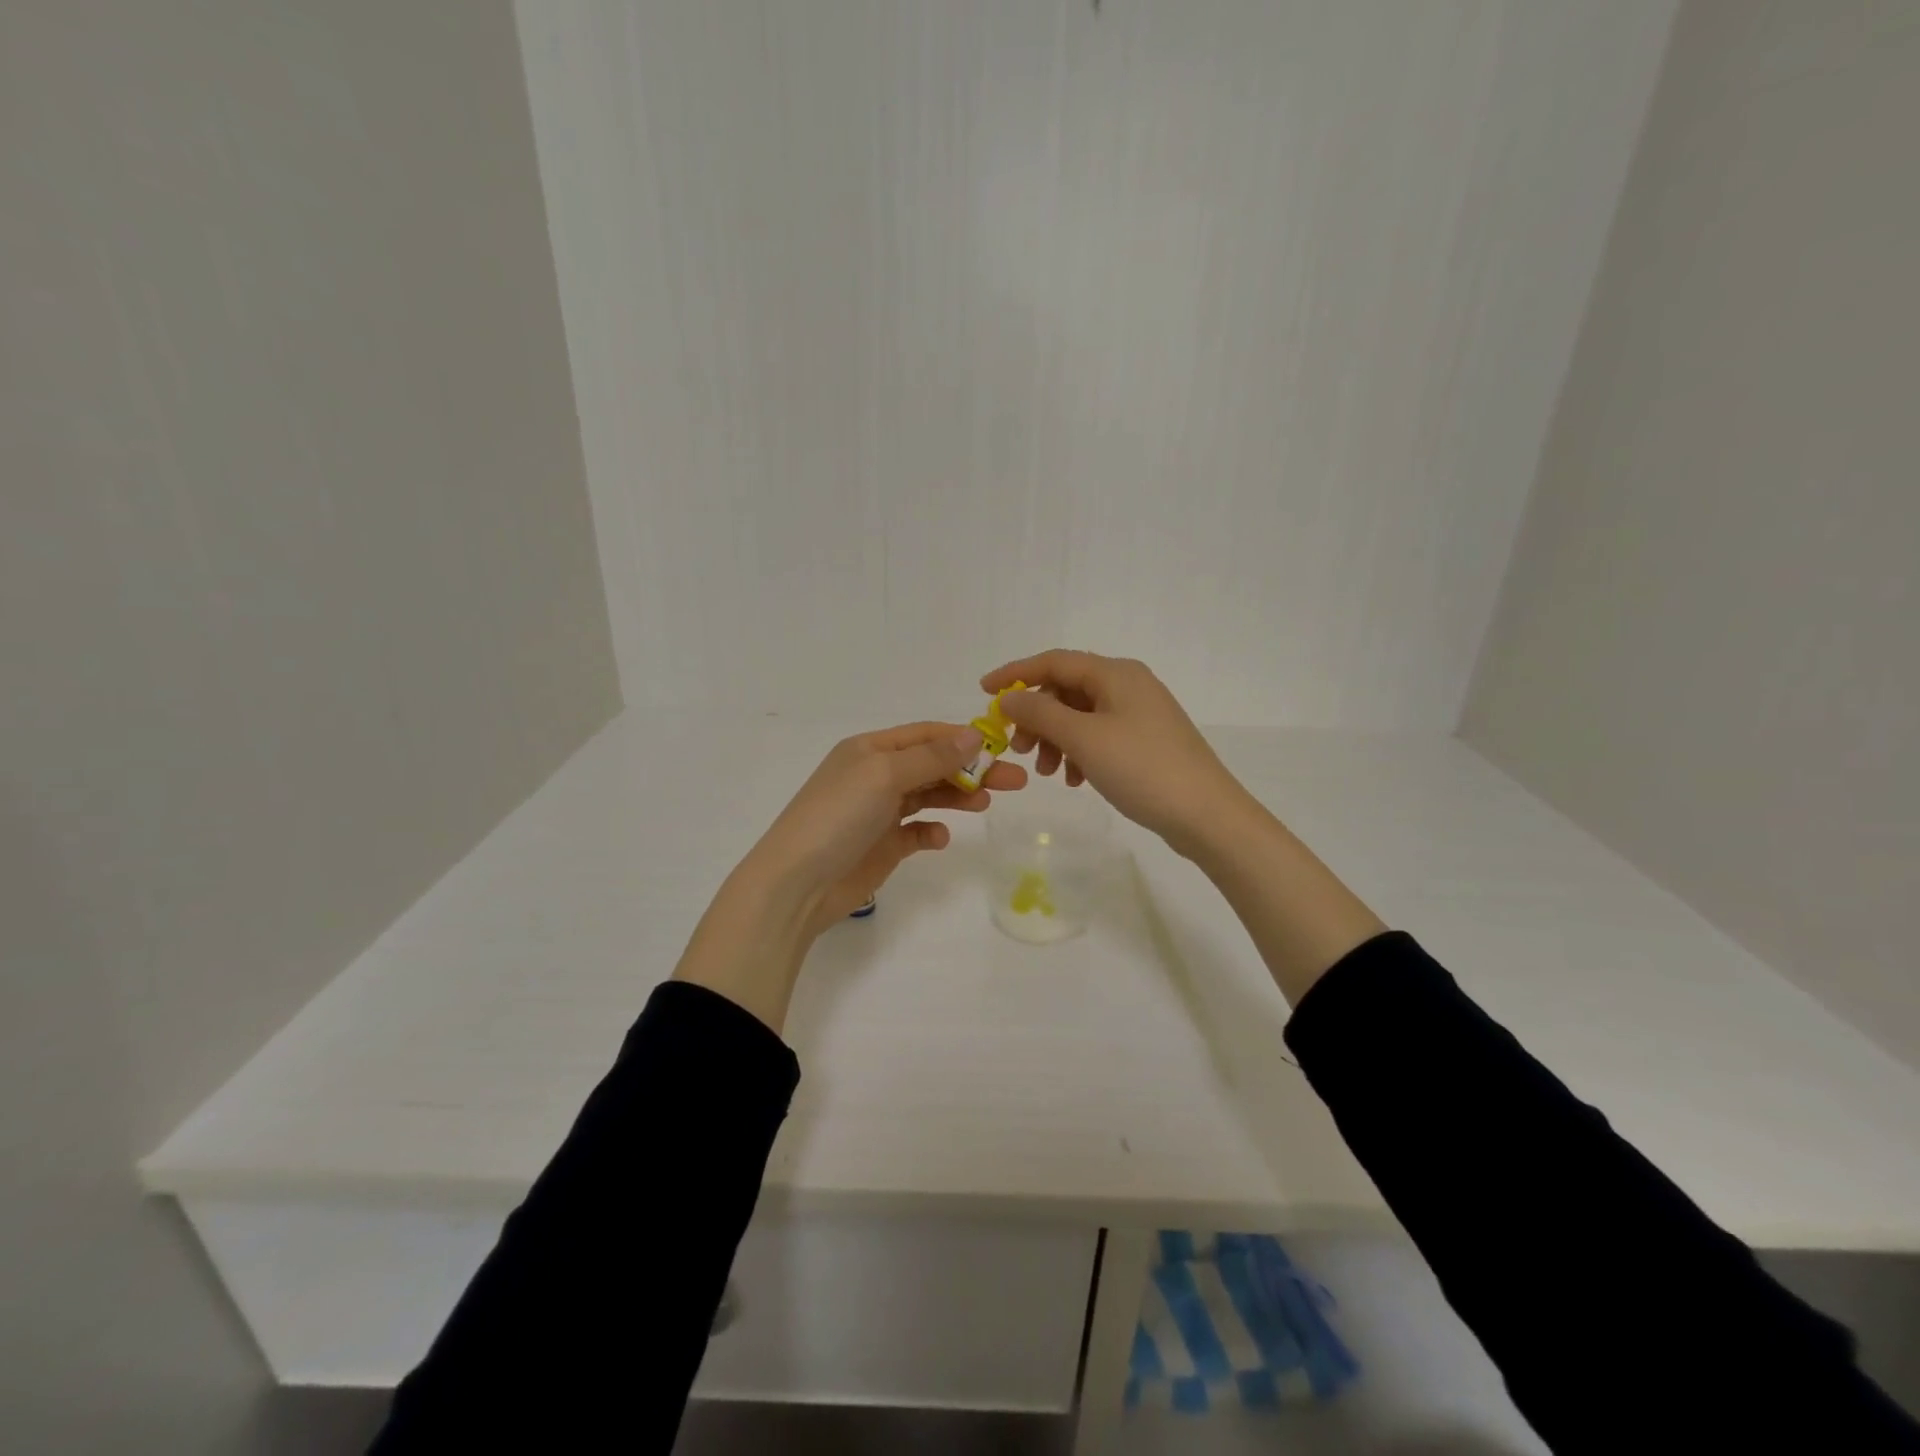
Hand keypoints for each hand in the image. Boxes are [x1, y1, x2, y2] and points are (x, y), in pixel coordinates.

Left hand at [673, 722, 1026, 1031]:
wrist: (796, 884)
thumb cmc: (838, 817)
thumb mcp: (885, 775)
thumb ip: (932, 757)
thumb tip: (974, 734)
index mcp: (870, 750)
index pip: (925, 735)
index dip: (963, 738)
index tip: (1002, 748)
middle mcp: (875, 776)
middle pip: (933, 765)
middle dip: (972, 769)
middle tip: (1014, 781)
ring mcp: (878, 813)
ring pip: (929, 796)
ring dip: (958, 796)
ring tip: (985, 803)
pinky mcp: (883, 846)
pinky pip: (917, 832)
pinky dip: (932, 831)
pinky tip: (940, 838)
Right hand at [981, 650, 1250, 859]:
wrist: (1206, 815)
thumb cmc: (1142, 768)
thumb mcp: (1084, 738)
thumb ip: (1040, 713)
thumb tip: (1009, 696)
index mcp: (1115, 673)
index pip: (1053, 661)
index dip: (1014, 673)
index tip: (983, 692)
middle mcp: (1128, 685)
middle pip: (1066, 689)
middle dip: (1036, 716)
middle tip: (1018, 748)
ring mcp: (1139, 714)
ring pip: (1080, 716)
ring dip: (1055, 739)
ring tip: (1047, 773)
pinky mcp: (1145, 741)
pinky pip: (1098, 736)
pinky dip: (1078, 752)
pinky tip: (1074, 780)